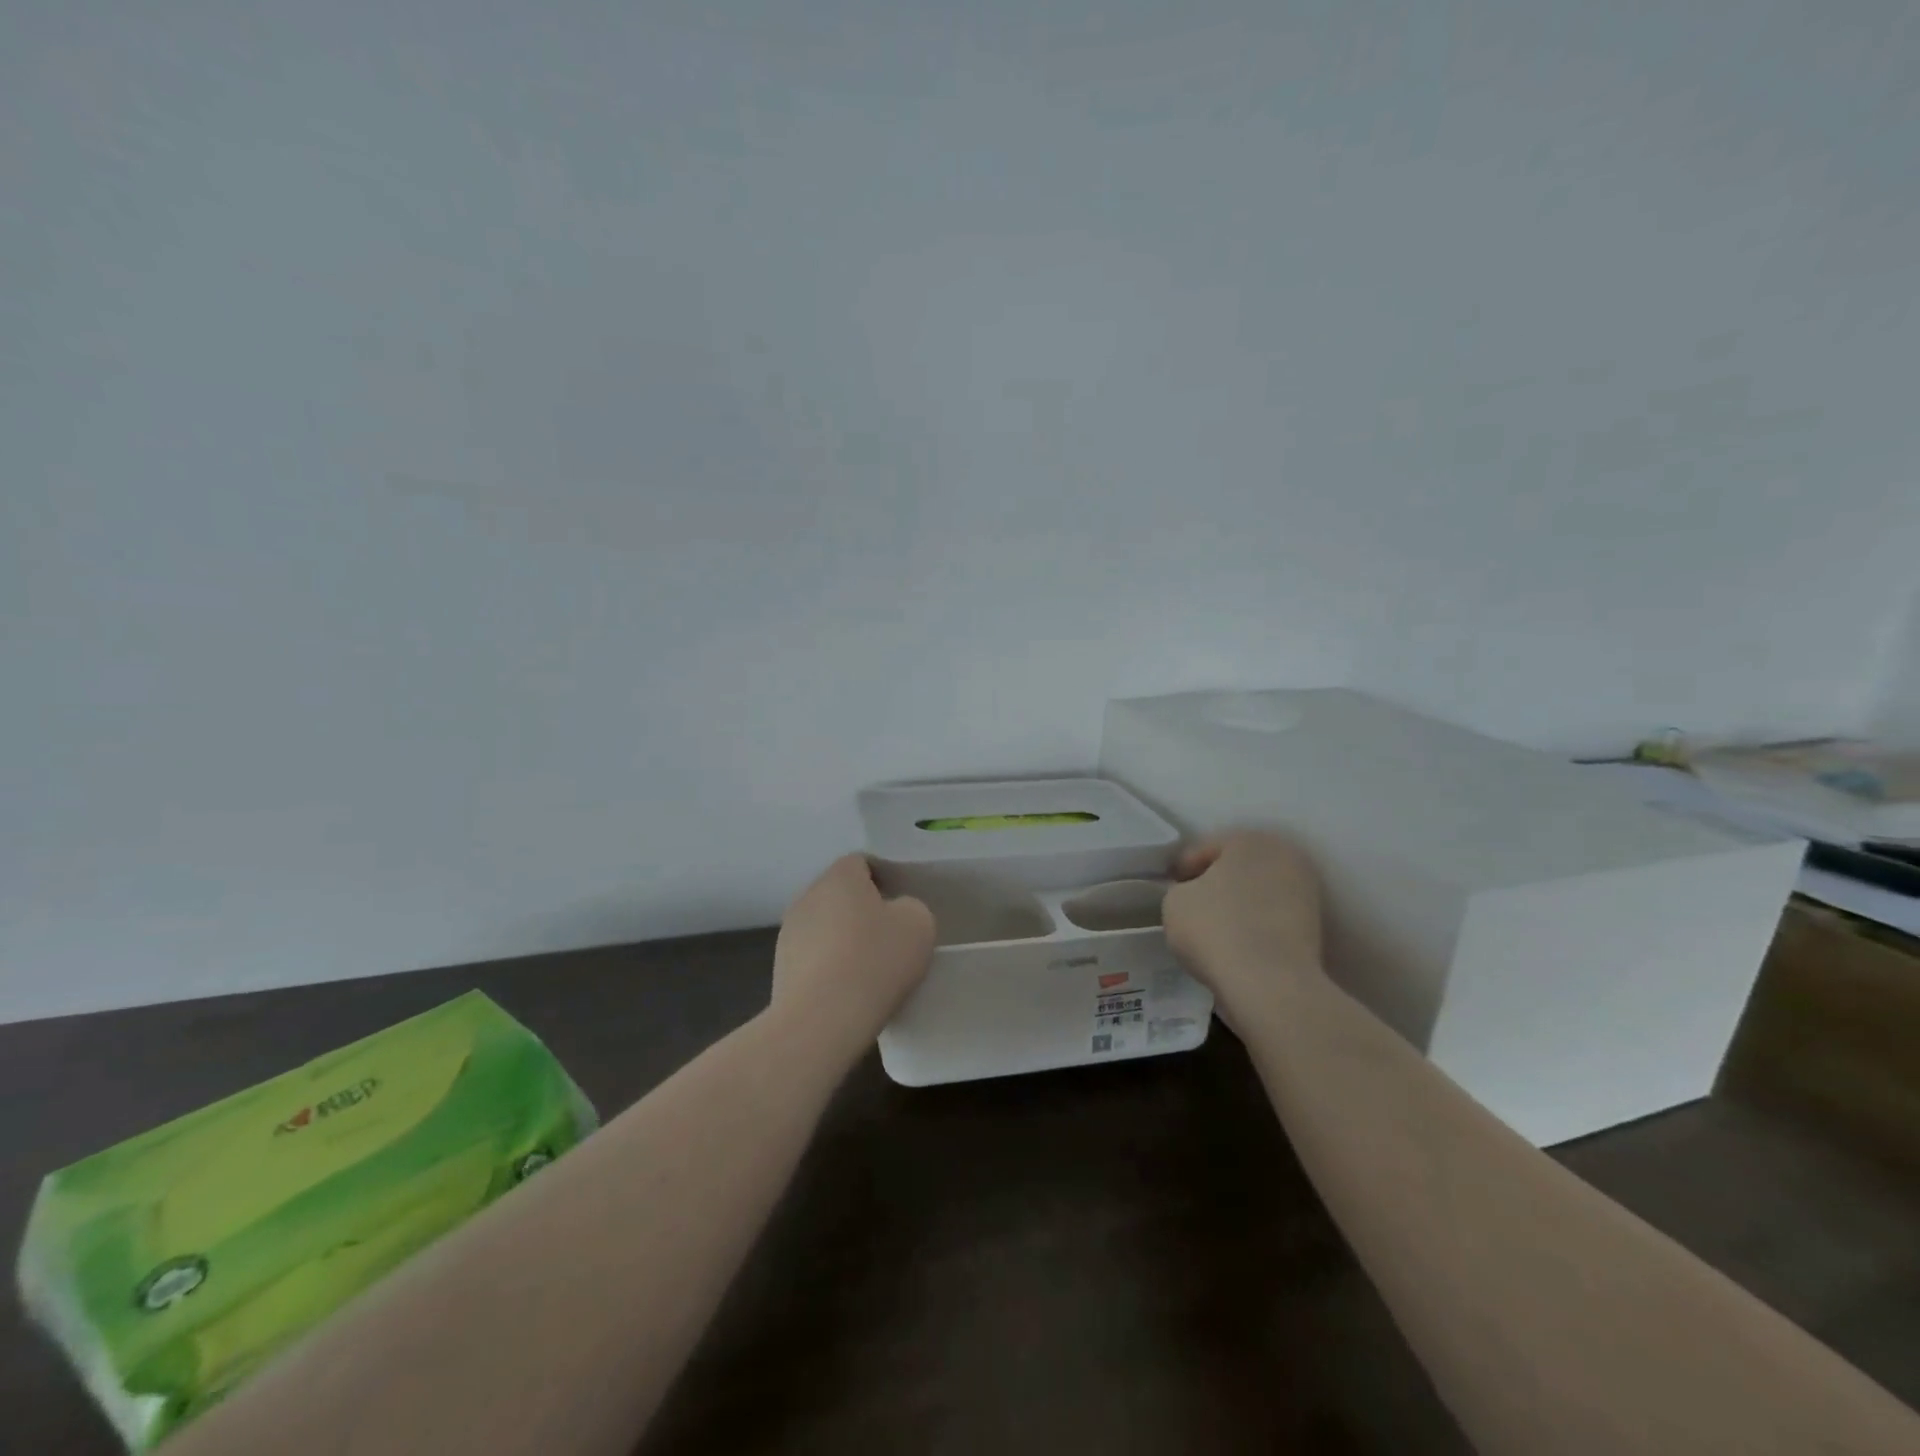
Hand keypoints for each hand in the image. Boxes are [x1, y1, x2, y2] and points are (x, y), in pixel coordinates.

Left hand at [770, 855, 935, 1053]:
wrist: (822, 1021)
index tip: (901, 906)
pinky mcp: (780, 969)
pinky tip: (848, 993)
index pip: (861, 863)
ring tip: (868, 971)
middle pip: (840, 895)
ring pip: (825, 927)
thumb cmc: (875, 961)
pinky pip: (813, 959)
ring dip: (843, 941)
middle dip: (863, 911)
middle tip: (890, 938)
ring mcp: (788, 934)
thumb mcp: (918, 924)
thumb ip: (910, 907)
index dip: (884, 880)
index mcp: (839, 876)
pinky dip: (829, 969)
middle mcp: (808, 896)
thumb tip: (894, 913)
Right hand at [1162, 831, 1323, 1015]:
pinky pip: (1274, 917)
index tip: (1171, 889)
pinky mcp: (1317, 926)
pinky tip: (1238, 942)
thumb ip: (1182, 889)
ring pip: (1259, 891)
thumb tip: (1194, 895)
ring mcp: (1307, 891)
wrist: (1271, 984)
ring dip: (1240, 903)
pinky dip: (1257, 924)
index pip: (1205, 849)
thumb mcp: (1174, 902)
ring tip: (1216, 927)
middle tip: (1194, 904)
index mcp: (1248, 839)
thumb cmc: (1215, 929)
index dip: (1183, 869)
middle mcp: (1284, 855)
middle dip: (1217, 882)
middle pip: (1238, 866)